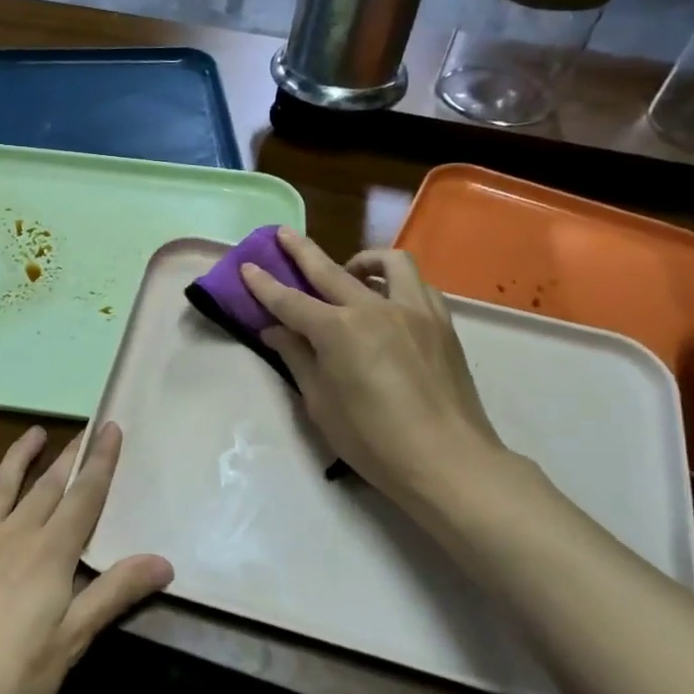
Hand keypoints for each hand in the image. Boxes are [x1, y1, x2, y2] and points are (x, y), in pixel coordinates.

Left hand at [0, 423, 172, 693]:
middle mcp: (12, 534)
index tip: (111, 428)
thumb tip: (164, 560)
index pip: (84, 498)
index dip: (100, 463)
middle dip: (68, 458)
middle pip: (47, 487)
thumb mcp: (72, 641)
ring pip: (0, 486)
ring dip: (19, 457)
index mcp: (50, 554)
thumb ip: (115, 593)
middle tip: (83, 432)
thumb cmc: (11, 679)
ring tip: (34, 433)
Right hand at [240, 228, 509, 512]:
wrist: (446, 459)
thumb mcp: (320, 403)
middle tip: (283, 234)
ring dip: (362, 259)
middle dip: (301, 250)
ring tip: (350, 270)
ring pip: (389, 263)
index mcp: (338, 330)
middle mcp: (374, 308)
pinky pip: (418, 285)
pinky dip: (397, 282)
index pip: (290, 301)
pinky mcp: (441, 323)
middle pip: (331, 270)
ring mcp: (414, 311)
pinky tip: (389, 300)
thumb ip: (297, 358)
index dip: (264, 285)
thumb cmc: (372, 439)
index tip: (247, 267)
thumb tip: (276, 330)